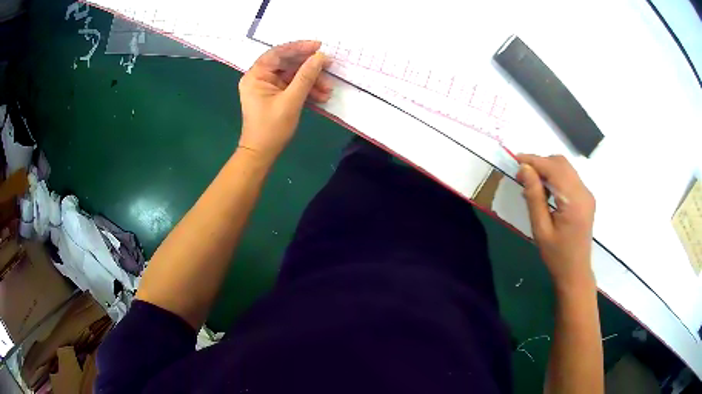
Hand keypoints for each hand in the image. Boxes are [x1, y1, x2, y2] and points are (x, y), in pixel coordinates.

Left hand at [237, 40, 332, 162]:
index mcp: (256, 75)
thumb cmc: (272, 128)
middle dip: (309, 68)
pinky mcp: (275, 96)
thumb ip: (306, 77)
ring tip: (328, 90)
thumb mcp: (291, 100)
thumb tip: (320, 57)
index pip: (278, 53)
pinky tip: (321, 96)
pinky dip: (306, 90)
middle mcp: (259, 77)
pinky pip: (292, 86)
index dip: (299, 47)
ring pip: (292, 75)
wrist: (262, 154)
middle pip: (287, 63)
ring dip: (311, 81)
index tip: (319, 46)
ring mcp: (267, 87)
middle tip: (329, 67)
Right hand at [517, 154, 595, 291]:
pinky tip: (545, 191)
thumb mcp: (540, 229)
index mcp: (573, 201)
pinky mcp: (586, 198)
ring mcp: (587, 194)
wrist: (575, 271)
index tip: (515, 160)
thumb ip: (534, 197)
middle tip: (522, 176)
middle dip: (540, 163)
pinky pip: (569, 178)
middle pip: (561, 163)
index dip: (534, 160)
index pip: (553, 168)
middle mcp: (584, 192)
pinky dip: (555, 177)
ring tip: (532, 184)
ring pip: (565, 168)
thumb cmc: (556, 255)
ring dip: (547, 169)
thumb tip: (524, 169)